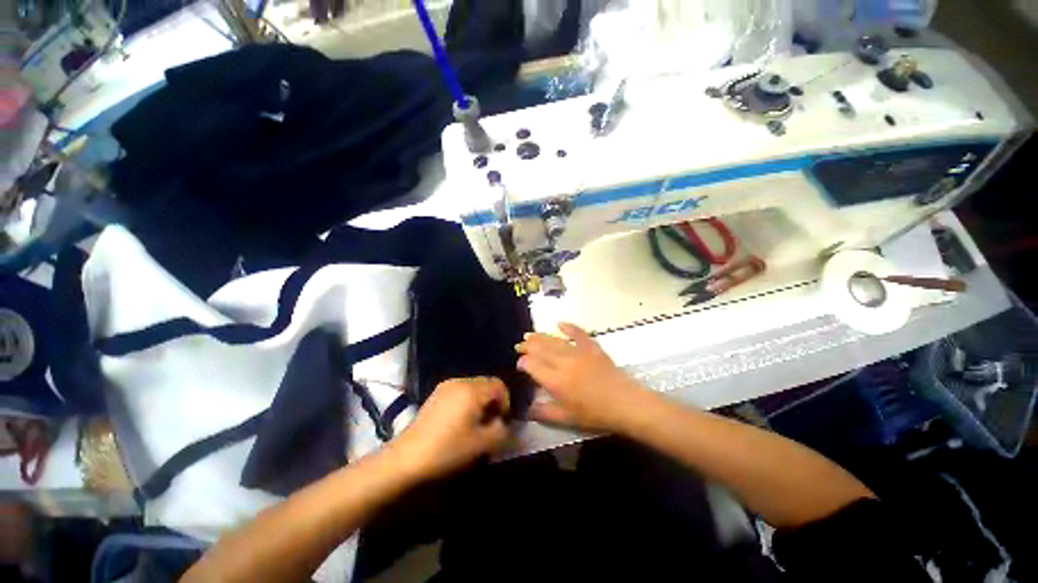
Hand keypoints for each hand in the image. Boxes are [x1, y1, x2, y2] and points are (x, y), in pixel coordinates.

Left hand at [388, 377, 510, 481]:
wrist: (406, 458)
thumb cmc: (447, 449)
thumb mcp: (481, 444)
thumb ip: (501, 431)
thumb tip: (503, 423)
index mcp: (472, 390)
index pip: (499, 385)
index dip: (505, 402)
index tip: (501, 422)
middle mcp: (460, 381)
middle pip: (486, 384)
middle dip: (493, 401)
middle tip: (490, 423)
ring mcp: (446, 386)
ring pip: (473, 387)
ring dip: (480, 401)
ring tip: (475, 423)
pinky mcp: (436, 394)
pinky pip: (460, 391)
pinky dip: (467, 401)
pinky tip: (460, 421)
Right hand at [516, 322, 643, 431]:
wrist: (626, 404)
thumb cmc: (595, 414)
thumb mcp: (566, 419)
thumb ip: (544, 413)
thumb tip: (525, 410)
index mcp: (556, 381)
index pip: (533, 365)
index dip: (523, 362)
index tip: (520, 364)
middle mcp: (563, 363)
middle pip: (540, 349)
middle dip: (527, 346)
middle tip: (519, 345)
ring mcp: (578, 352)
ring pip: (554, 341)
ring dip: (540, 336)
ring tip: (529, 334)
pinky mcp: (592, 347)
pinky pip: (578, 333)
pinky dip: (568, 327)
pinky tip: (559, 323)